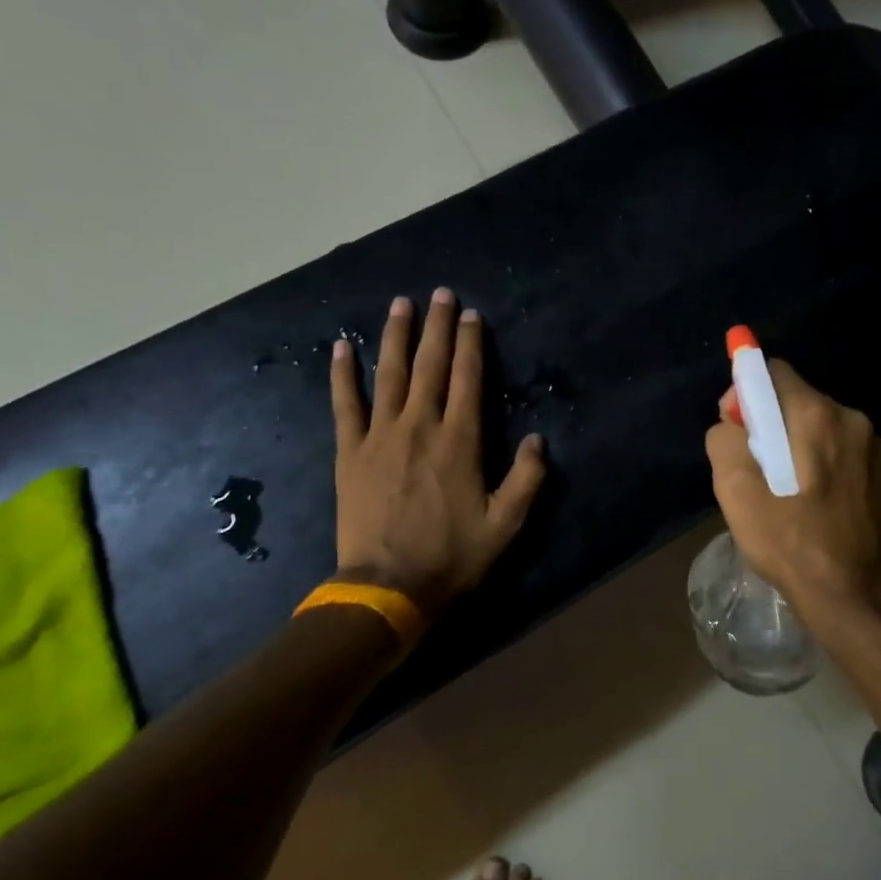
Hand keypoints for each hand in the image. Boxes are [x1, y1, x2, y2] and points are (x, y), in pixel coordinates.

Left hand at [331, 288, 545, 617]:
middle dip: (437, 327)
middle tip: (440, 294)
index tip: (471, 315)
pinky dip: (343, 374)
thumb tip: (538, 439)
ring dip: (396, 336)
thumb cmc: (452, 556)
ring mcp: (380, 436)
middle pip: (430, 365)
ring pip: (389, 374)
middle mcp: (421, 426)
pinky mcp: (350, 452)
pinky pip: (345, 404)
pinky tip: (342, 347)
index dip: (470, 344)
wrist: (388, 585)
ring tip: (401, 304)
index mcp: (460, 442)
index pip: (468, 379)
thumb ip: (528, 479)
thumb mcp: (506, 525)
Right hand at [705, 359, 880, 621]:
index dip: (745, 393)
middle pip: (798, 399)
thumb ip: (725, 440)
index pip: (773, 371)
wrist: (853, 594)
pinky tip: (815, 501)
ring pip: (821, 426)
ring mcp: (876, 446)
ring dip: (798, 444)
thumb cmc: (789, 542)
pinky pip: (843, 450)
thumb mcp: (736, 492)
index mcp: (815, 415)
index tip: (735, 429)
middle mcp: (852, 418)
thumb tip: (733, 422)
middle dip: (770, 422)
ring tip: (785, 489)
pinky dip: (823, 462)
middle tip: (755, 467)